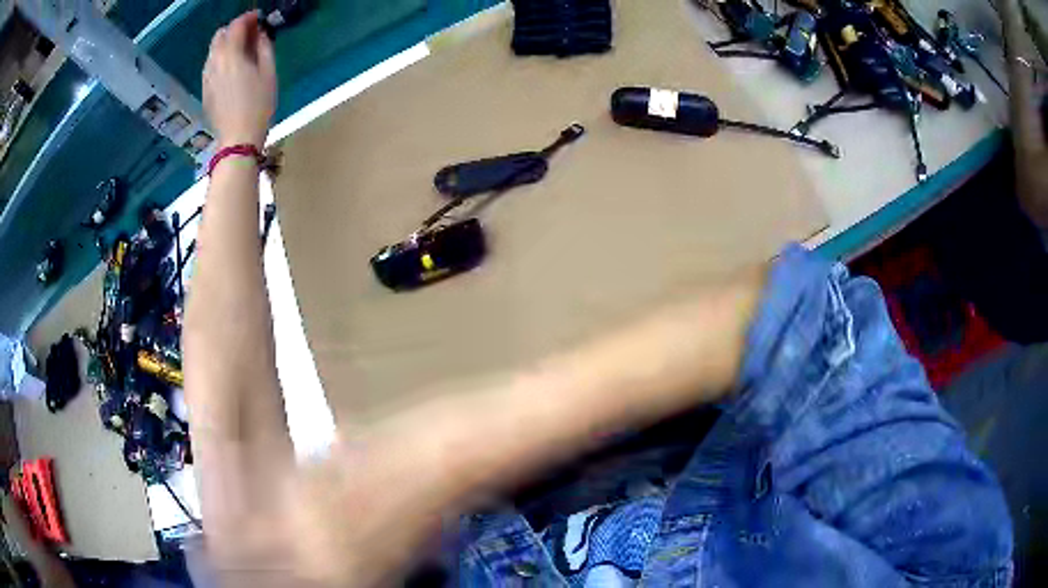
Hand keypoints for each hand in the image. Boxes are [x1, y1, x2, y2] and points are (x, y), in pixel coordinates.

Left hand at [203, 12, 276, 147]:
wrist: (238, 138)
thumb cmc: (258, 105)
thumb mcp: (269, 73)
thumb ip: (264, 47)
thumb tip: (260, 34)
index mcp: (232, 55)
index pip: (236, 25)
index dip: (248, 18)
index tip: (259, 18)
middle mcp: (215, 62)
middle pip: (220, 35)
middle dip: (234, 29)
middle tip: (249, 34)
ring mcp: (207, 77)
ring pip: (213, 50)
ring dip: (226, 44)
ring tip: (242, 51)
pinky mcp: (205, 90)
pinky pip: (211, 65)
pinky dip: (221, 59)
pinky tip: (232, 68)